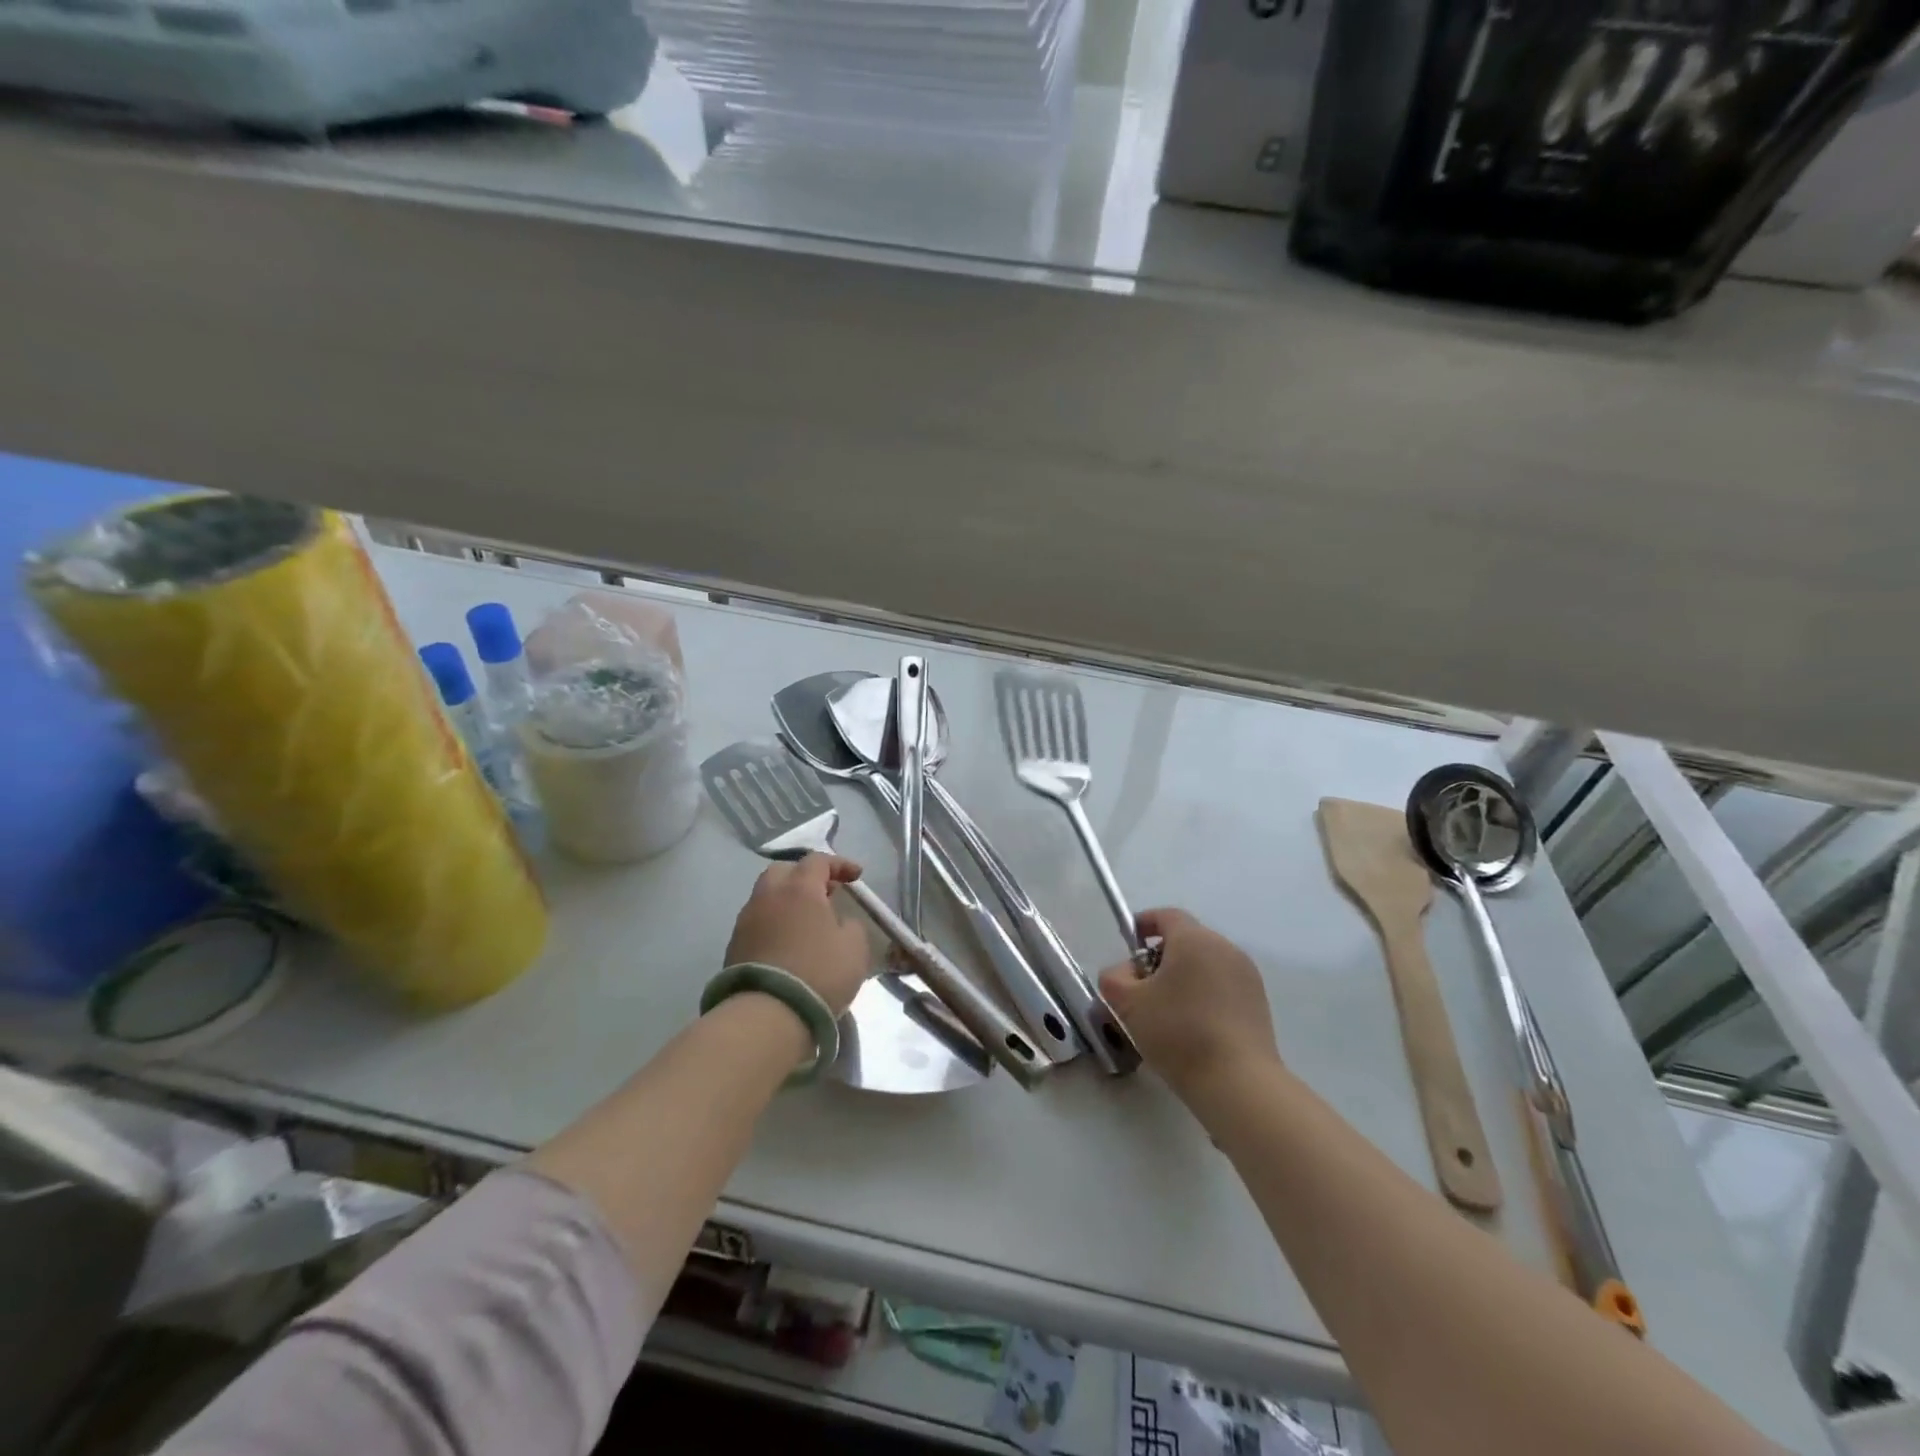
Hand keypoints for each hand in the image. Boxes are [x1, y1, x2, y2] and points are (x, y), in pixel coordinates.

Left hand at [725, 854, 873, 1016]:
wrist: (766, 1014)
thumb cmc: (818, 973)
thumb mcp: (854, 947)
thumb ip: (850, 925)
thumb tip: (838, 922)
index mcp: (799, 888)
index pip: (818, 861)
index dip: (839, 864)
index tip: (856, 876)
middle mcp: (768, 896)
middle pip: (783, 872)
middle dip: (805, 877)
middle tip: (825, 894)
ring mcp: (746, 921)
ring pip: (766, 898)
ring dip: (787, 903)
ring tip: (806, 922)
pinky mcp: (733, 947)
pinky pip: (758, 923)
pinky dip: (774, 925)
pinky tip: (787, 944)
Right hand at [1099, 908, 1279, 1100]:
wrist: (1238, 1083)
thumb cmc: (1178, 1032)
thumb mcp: (1128, 1004)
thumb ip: (1114, 978)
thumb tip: (1125, 972)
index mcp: (1194, 939)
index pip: (1166, 915)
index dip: (1144, 924)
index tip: (1129, 944)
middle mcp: (1225, 948)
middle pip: (1187, 940)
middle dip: (1161, 956)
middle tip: (1142, 986)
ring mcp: (1247, 976)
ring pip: (1206, 965)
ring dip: (1183, 978)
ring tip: (1166, 1012)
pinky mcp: (1259, 1004)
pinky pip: (1223, 987)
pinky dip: (1204, 996)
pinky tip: (1193, 1028)